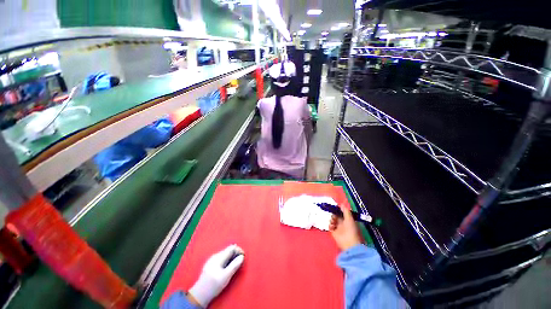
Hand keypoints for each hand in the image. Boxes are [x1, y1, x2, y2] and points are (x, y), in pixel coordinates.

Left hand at [188, 244, 244, 306]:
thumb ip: (234, 265)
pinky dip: (227, 260)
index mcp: (219, 257)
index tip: (243, 257)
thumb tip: (242, 257)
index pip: (232, 247)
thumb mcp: (226, 276)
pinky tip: (228, 267)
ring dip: (232, 257)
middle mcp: (215, 256)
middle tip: (240, 261)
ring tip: (235, 265)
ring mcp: (212, 260)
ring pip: (225, 254)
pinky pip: (222, 258)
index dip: (239, 250)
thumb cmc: (213, 286)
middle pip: (228, 250)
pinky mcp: (210, 264)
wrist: (199, 295)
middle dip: (236, 254)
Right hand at [329, 205, 362, 250]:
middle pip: (336, 216)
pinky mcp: (334, 232)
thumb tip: (341, 204)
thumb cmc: (351, 230)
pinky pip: (330, 226)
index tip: (334, 207)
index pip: (342, 213)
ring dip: (331, 219)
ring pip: (332, 220)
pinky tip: (332, 226)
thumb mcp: (349, 219)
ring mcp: (338, 228)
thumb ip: (345, 211)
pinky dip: (330, 225)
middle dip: (334, 214)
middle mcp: (343, 223)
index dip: (338, 210)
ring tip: (333, 222)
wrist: (349, 243)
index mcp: (348, 220)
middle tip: (333, 215)